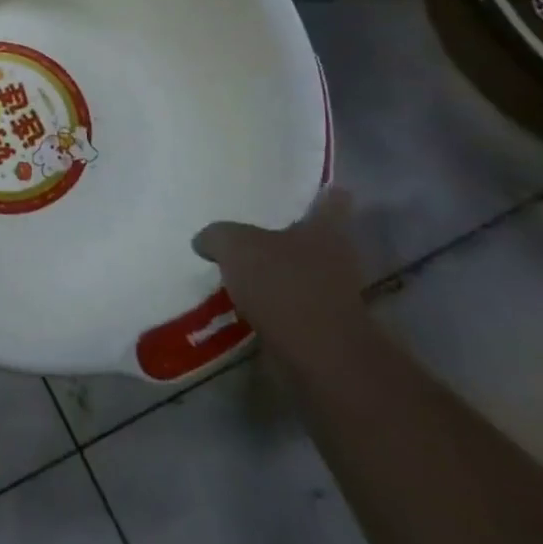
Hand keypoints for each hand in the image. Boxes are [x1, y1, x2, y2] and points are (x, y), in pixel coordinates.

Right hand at [192, 191, 367, 360]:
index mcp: (325, 230)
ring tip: (240, 268)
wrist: (316, 356)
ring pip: (302, 273)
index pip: (332, 201)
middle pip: (316, 239)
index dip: (323, 193)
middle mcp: (337, 259)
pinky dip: (272, 304)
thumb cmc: (282, 284)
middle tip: (254, 226)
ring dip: (278, 272)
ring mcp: (333, 296)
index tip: (312, 187)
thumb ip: (217, 236)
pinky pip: (291, 305)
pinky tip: (242, 302)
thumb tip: (205, 241)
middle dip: (290, 234)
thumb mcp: (234, 245)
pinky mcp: (321, 328)